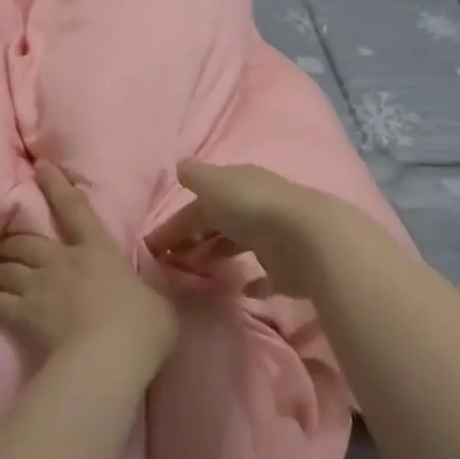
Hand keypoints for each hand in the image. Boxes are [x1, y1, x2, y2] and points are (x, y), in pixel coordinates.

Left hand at [0, 161, 178, 368]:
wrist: (109, 355)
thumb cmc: (142, 325)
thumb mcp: (157, 302)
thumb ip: (147, 294)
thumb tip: (149, 297)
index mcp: (98, 251)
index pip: (76, 210)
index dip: (57, 187)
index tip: (40, 167)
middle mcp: (63, 261)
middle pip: (27, 241)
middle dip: (13, 241)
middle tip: (4, 244)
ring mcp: (39, 287)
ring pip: (6, 268)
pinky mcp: (22, 315)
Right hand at [145, 160, 362, 298]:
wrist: (307, 238)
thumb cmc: (252, 207)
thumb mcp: (214, 184)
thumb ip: (196, 176)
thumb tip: (180, 167)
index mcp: (238, 185)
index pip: (199, 203)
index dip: (175, 223)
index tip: (152, 247)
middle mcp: (256, 207)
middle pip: (219, 223)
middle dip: (195, 239)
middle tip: (171, 263)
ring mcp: (274, 237)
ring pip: (239, 245)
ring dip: (218, 256)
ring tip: (196, 275)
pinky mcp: (288, 268)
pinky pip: (266, 276)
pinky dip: (253, 282)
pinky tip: (240, 290)